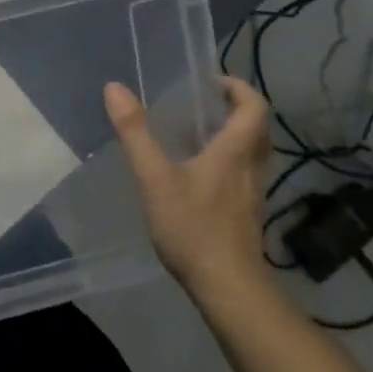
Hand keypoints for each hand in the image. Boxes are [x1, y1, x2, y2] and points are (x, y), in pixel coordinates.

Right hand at [104, 76, 274, 302]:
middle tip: (203, 104)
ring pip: (252, 153)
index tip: (209, 82)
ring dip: (233, 136)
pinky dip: (227, 162)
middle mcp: (251, 167)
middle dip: (235, 109)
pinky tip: (198, 175)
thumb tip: (114, 88)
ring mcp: (252, 193)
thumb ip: (135, 133)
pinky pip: (243, 174)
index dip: (237, 87)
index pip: (254, 105)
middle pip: (257, 128)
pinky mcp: (247, 215)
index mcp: (236, 150)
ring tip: (197, 134)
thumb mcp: (156, 177)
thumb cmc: (194, 227)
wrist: (229, 288)